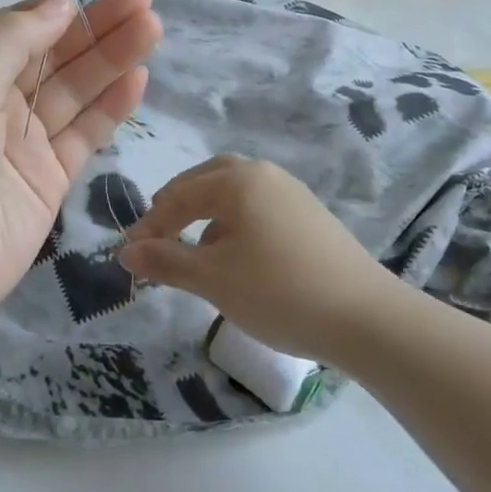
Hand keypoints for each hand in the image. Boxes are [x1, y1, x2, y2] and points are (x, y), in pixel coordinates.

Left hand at [0, 0, 162, 340]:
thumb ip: (10, 42)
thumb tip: (60, 7)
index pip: (11, 30)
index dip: (51, 13)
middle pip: (52, 56)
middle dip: (95, 29)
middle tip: (144, 2)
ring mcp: (23, 143)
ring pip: (75, 91)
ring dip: (112, 60)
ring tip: (153, 28)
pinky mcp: (49, 180)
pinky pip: (85, 134)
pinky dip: (111, 107)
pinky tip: (138, 78)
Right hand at [118, 155, 396, 359]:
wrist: (365, 316)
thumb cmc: (278, 291)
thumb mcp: (213, 279)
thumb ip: (165, 261)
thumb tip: (125, 251)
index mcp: (238, 180)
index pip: (179, 195)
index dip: (149, 225)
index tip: (128, 254)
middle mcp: (265, 174)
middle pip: (208, 178)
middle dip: (177, 204)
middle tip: (157, 233)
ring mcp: (292, 192)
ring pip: (235, 192)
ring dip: (206, 212)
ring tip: (193, 248)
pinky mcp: (310, 215)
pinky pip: (258, 207)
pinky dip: (234, 222)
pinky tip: (236, 256)